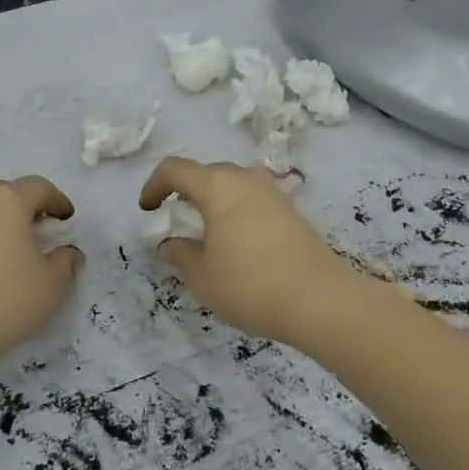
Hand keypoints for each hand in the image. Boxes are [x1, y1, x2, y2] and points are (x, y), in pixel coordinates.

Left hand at [0, 177, 83, 367]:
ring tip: (15, 248)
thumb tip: (68, 253)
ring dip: (1, 221)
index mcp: (7, 201)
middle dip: (27, 207)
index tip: (67, 220)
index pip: (38, 187)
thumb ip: (66, 261)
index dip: (57, 200)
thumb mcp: (53, 283)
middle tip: (42, 230)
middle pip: (6, 193)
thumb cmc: (8, 299)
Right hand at [139, 157, 358, 345]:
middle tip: (174, 217)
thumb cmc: (250, 285)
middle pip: (207, 173)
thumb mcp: (202, 276)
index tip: (148, 210)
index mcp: (218, 187)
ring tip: (205, 230)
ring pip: (234, 185)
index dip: (154, 185)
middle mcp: (246, 180)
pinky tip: (237, 242)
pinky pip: (253, 200)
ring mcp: (273, 193)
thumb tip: (170, 244)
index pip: (175, 169)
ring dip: (213, 200)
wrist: (320, 300)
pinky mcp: (292, 211)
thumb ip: (180, 254)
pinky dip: (236, 212)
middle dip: (185, 191)